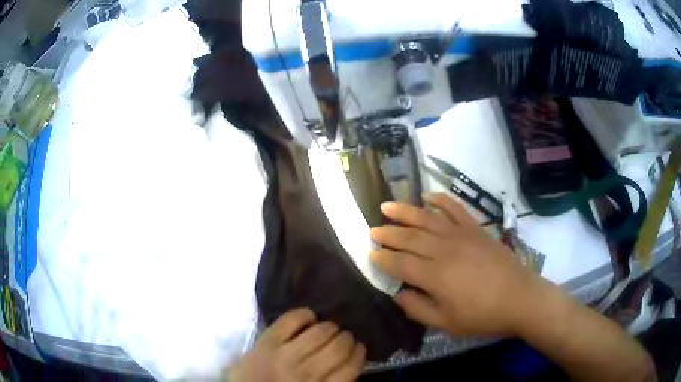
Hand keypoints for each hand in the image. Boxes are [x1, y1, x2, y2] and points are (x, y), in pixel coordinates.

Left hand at [228, 308, 365, 381]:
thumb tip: (350, 362)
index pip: (351, 367)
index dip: (359, 354)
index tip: (359, 348)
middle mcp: (306, 373)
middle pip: (338, 348)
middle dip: (347, 339)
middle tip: (346, 337)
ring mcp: (284, 355)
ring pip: (320, 332)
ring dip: (330, 327)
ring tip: (330, 328)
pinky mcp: (266, 341)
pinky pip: (291, 320)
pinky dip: (304, 314)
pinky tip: (309, 317)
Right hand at [369, 193, 544, 336]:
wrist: (520, 298)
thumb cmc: (482, 316)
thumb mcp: (446, 322)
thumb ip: (417, 309)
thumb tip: (397, 294)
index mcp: (435, 276)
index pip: (400, 263)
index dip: (383, 258)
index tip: (371, 254)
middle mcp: (444, 250)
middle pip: (410, 237)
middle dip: (388, 233)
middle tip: (372, 230)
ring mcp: (461, 236)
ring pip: (427, 218)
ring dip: (405, 211)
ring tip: (386, 206)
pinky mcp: (476, 230)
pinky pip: (456, 209)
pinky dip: (441, 201)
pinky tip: (428, 196)